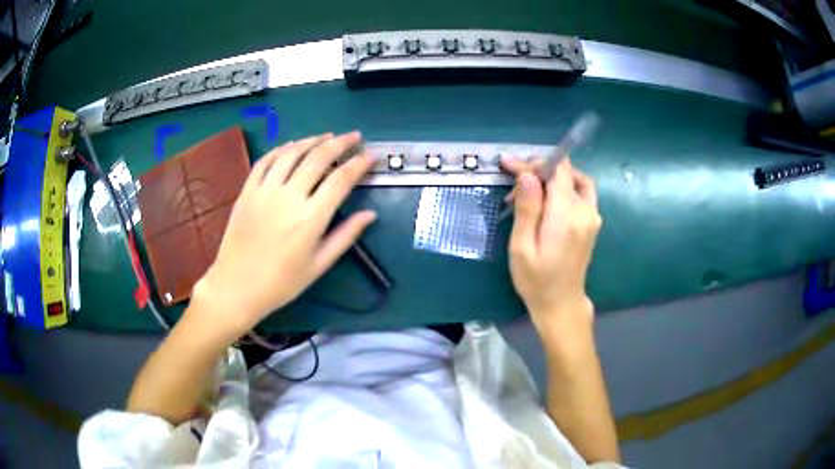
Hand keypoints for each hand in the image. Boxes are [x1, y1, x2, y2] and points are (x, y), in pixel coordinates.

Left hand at [192, 132, 375, 335]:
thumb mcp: (318, 265)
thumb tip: (370, 215)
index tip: (370, 156)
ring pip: (292, 153)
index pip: (341, 180)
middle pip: (318, 158)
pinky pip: (265, 161)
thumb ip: (345, 236)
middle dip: (340, 143)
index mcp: (311, 218)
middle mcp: (289, 197)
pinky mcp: (247, 190)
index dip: (358, 164)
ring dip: (312, 140)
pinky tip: (292, 145)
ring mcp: (265, 191)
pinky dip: (281, 149)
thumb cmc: (281, 283)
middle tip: (354, 136)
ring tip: (326, 136)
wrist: (237, 287)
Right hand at [501, 156, 600, 334]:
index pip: (556, 171)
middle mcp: (585, 210)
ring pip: (576, 180)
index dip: (534, 163)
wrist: (561, 304)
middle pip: (567, 172)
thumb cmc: (536, 280)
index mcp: (566, 215)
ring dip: (554, 177)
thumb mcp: (521, 246)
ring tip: (530, 189)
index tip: (508, 165)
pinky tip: (546, 201)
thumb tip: (528, 175)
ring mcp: (592, 216)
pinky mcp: (592, 222)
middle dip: (540, 169)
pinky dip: (563, 187)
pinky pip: (580, 193)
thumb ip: (527, 208)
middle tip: (516, 182)